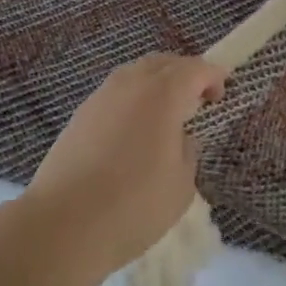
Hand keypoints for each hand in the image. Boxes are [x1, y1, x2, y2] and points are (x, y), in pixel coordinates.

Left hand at [23, 55, 225, 277]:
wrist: (64, 222)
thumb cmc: (133, 205)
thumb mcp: (181, 185)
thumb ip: (187, 152)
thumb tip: (179, 137)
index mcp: (162, 94)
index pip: (194, 69)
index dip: (212, 75)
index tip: (222, 92)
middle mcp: (131, 84)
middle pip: (163, 63)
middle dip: (184, 73)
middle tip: (198, 97)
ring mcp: (101, 96)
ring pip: (136, 74)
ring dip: (156, 83)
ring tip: (167, 112)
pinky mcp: (80, 114)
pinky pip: (116, 92)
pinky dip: (133, 98)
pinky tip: (134, 128)